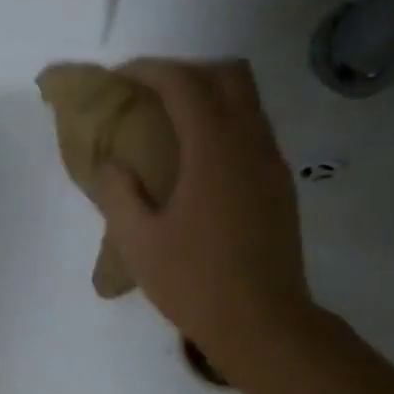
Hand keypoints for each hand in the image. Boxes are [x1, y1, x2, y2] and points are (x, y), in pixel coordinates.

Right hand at [86, 59, 320, 388]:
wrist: (261, 323)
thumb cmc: (193, 283)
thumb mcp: (139, 243)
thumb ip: (119, 194)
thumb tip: (114, 164)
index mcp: (214, 149)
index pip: (184, 84)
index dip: (150, 70)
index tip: (121, 77)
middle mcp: (251, 143)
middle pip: (228, 76)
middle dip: (187, 72)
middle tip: (150, 94)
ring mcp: (272, 164)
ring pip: (248, 102)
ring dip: (210, 97)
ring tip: (171, 126)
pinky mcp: (280, 188)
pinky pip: (255, 133)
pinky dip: (225, 126)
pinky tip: (198, 163)